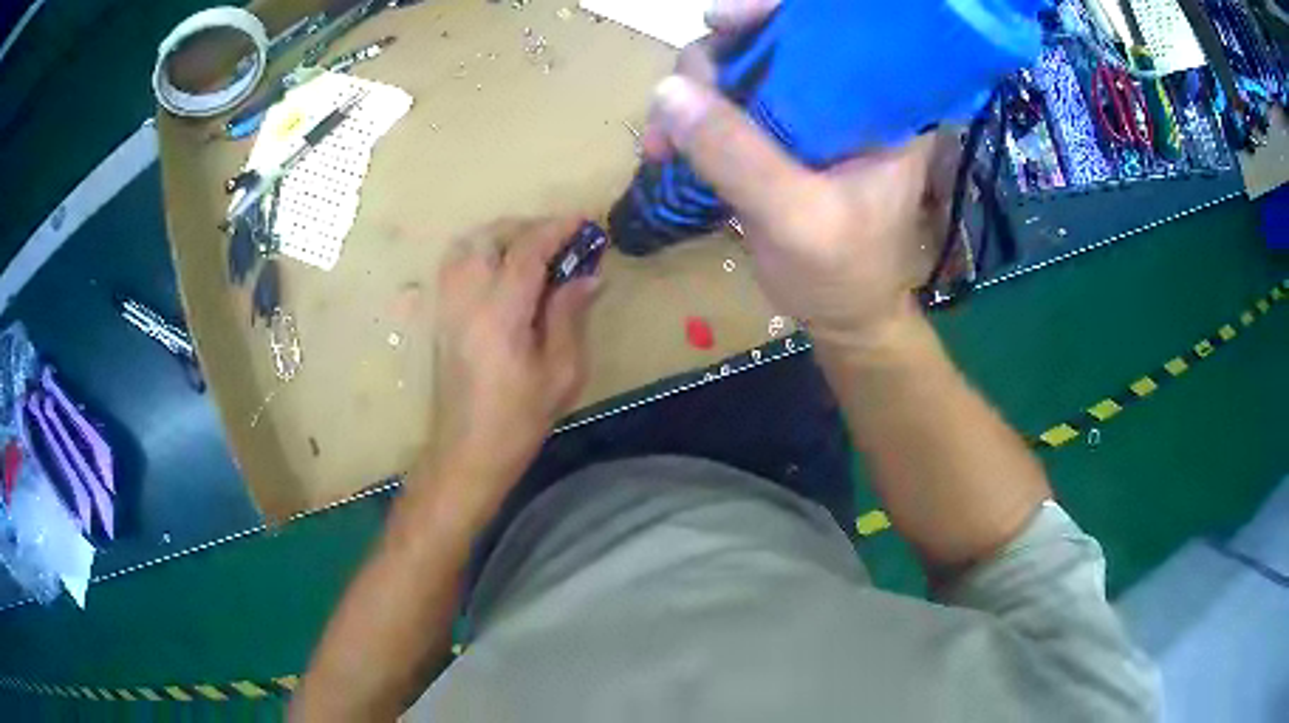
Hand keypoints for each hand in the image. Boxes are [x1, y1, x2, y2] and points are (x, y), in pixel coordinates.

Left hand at [427, 217, 599, 509]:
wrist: (467, 451)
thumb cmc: (519, 419)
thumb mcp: (561, 372)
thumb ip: (571, 316)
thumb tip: (589, 275)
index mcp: (500, 314)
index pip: (526, 251)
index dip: (556, 229)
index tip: (583, 222)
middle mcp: (466, 300)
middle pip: (489, 238)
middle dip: (527, 228)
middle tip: (560, 241)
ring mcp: (446, 306)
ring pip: (465, 246)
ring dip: (499, 237)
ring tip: (530, 252)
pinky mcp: (439, 316)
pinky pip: (454, 266)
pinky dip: (478, 253)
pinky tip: (500, 272)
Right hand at [641, 1, 944, 351]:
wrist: (840, 317)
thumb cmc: (843, 275)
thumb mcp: (797, 219)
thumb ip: (739, 156)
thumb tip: (666, 91)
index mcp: (882, 107)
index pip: (837, 30)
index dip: (775, 11)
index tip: (720, 22)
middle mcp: (846, 98)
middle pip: (774, 42)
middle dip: (715, 61)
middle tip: (676, 104)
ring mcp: (807, 114)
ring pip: (740, 70)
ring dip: (691, 94)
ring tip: (659, 142)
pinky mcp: (777, 135)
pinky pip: (726, 105)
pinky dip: (690, 119)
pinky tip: (664, 147)